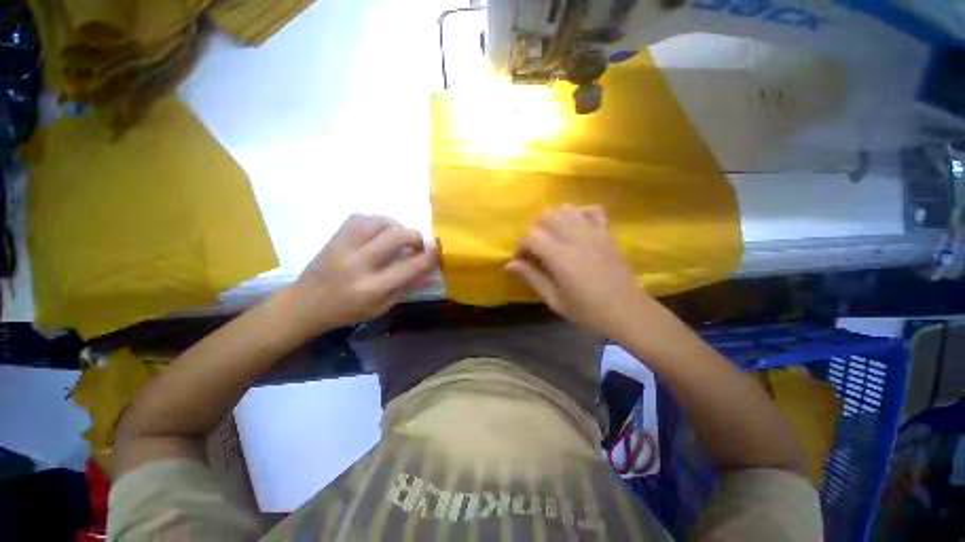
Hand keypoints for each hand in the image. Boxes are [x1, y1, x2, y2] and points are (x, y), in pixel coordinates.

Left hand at [288, 214, 438, 333]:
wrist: (306, 303)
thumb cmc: (348, 310)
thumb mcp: (382, 306)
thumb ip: (408, 286)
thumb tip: (432, 271)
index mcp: (372, 287)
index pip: (409, 267)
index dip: (428, 255)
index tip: (438, 247)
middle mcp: (359, 264)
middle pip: (396, 236)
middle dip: (414, 236)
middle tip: (417, 245)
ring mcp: (344, 247)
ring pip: (379, 222)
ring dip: (396, 226)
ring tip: (398, 238)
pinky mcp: (335, 237)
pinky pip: (361, 217)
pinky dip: (377, 221)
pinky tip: (379, 232)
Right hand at [506, 205, 650, 337]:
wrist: (626, 311)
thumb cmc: (587, 311)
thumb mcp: (554, 300)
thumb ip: (532, 278)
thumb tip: (509, 264)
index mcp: (561, 258)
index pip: (531, 236)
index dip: (520, 247)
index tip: (522, 261)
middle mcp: (576, 239)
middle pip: (546, 216)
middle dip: (534, 230)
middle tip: (536, 249)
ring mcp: (594, 233)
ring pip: (566, 208)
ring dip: (553, 219)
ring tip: (553, 237)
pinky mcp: (607, 233)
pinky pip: (591, 210)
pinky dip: (579, 213)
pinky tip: (575, 227)